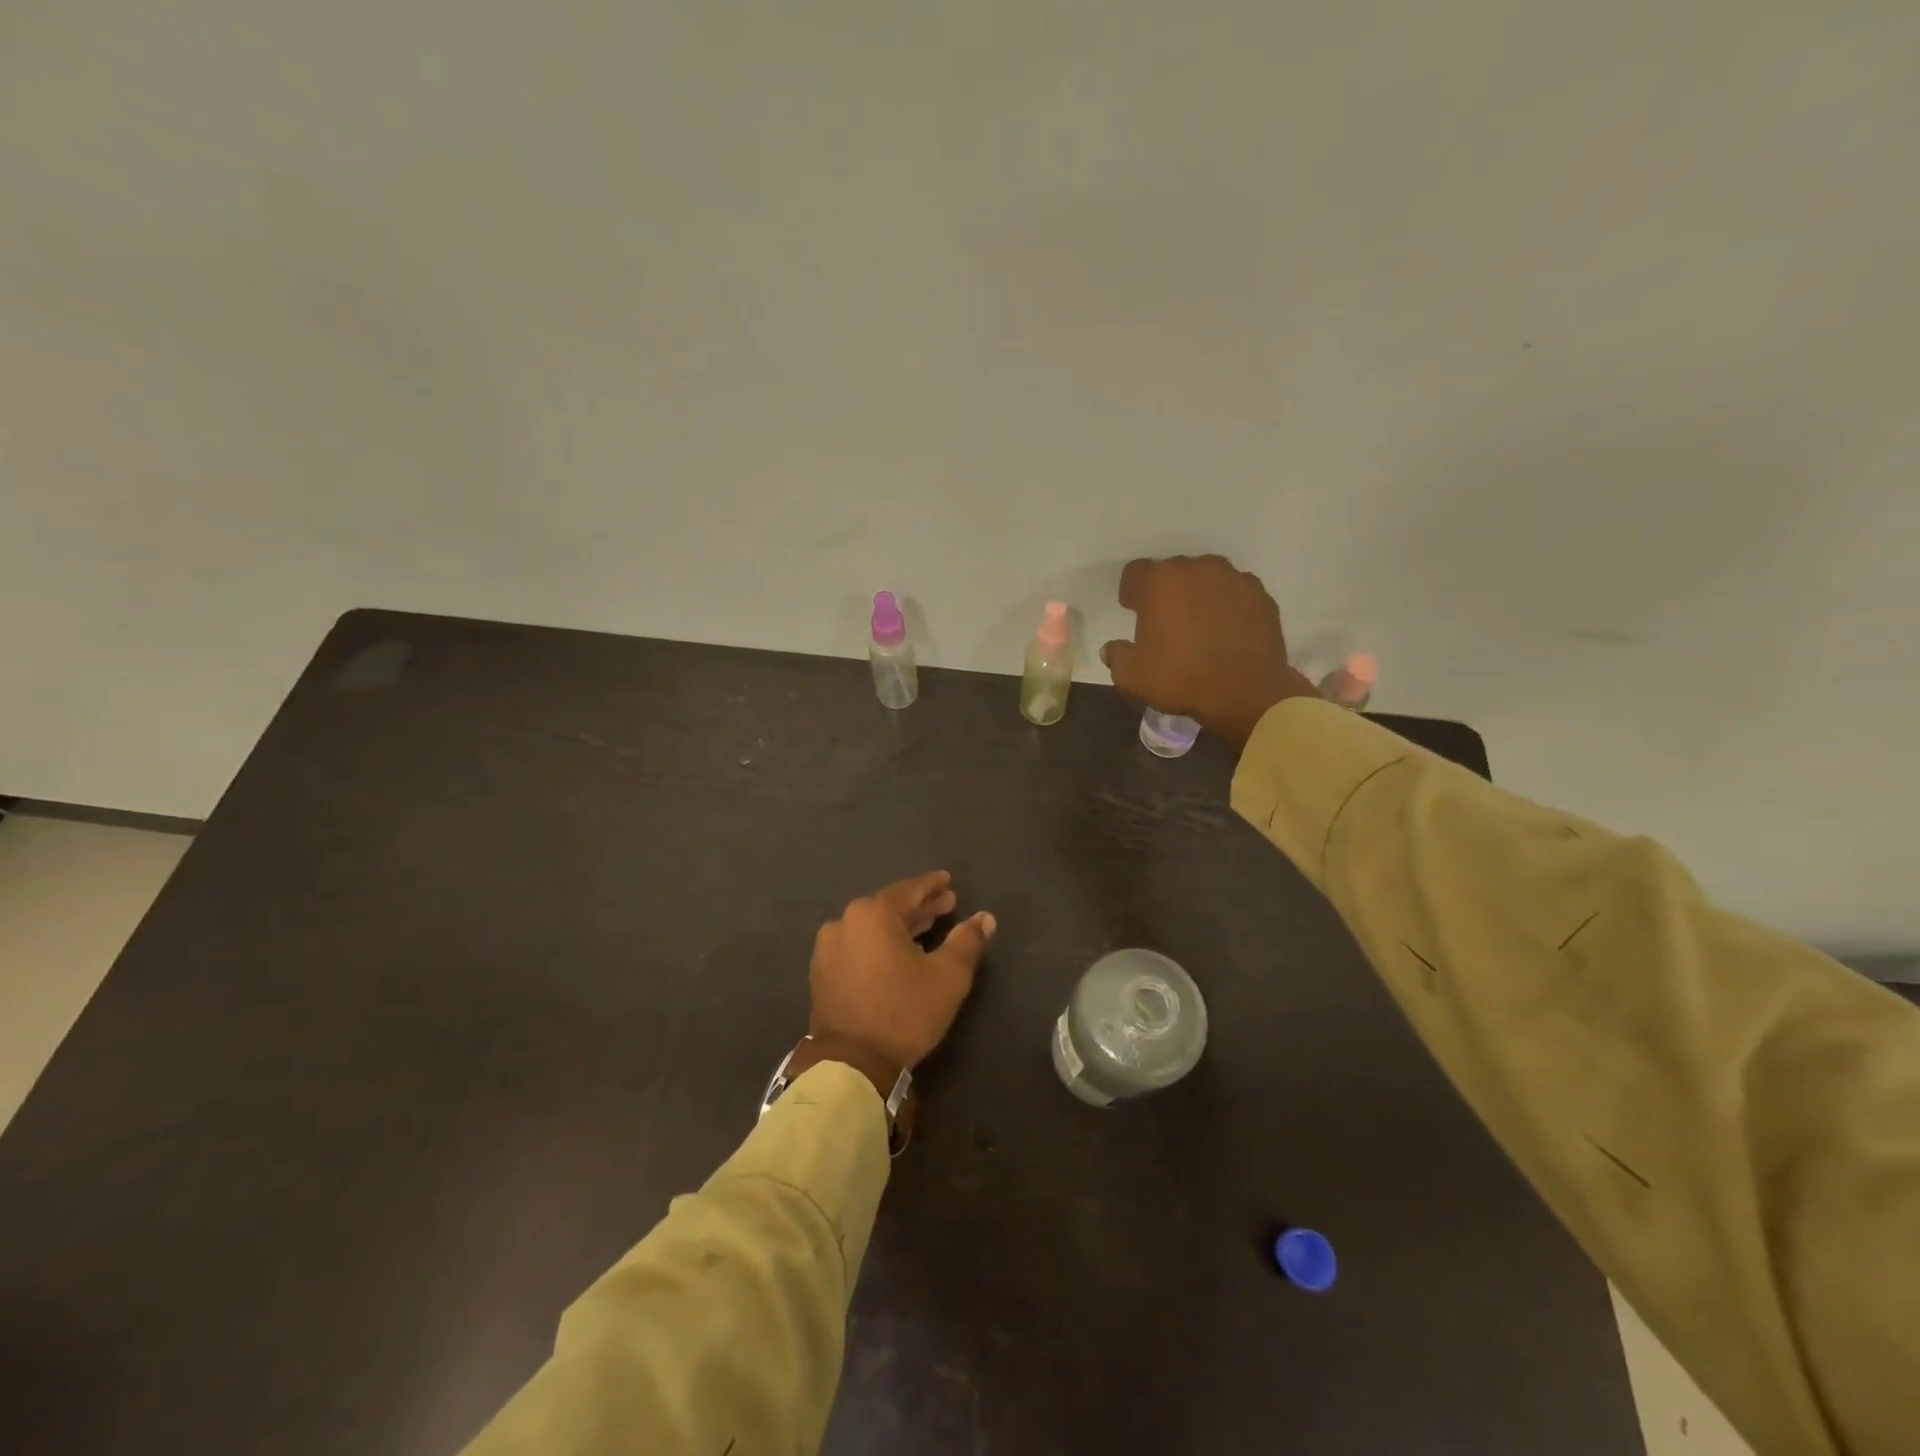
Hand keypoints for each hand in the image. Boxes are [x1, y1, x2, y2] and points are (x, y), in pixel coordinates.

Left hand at [809, 871, 995, 1070]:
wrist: (851, 1064)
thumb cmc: (904, 1012)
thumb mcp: (948, 976)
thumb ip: (967, 941)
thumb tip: (985, 918)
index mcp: (872, 914)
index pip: (909, 890)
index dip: (932, 885)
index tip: (948, 882)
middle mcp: (844, 922)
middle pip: (889, 907)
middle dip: (919, 907)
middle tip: (946, 905)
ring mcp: (828, 948)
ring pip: (871, 928)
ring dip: (899, 926)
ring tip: (926, 928)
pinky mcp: (821, 973)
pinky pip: (857, 946)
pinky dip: (878, 944)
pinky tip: (896, 953)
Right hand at [1101, 554, 1317, 746]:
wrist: (1246, 692)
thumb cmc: (1181, 678)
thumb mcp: (1132, 676)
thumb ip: (1117, 656)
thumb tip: (1112, 648)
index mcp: (1160, 581)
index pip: (1135, 572)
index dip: (1131, 591)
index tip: (1133, 610)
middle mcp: (1197, 568)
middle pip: (1173, 572)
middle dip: (1166, 592)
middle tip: (1165, 621)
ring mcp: (1234, 578)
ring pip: (1207, 579)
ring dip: (1198, 595)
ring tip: (1199, 625)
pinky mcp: (1260, 595)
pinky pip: (1234, 593)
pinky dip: (1227, 606)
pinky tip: (1226, 631)